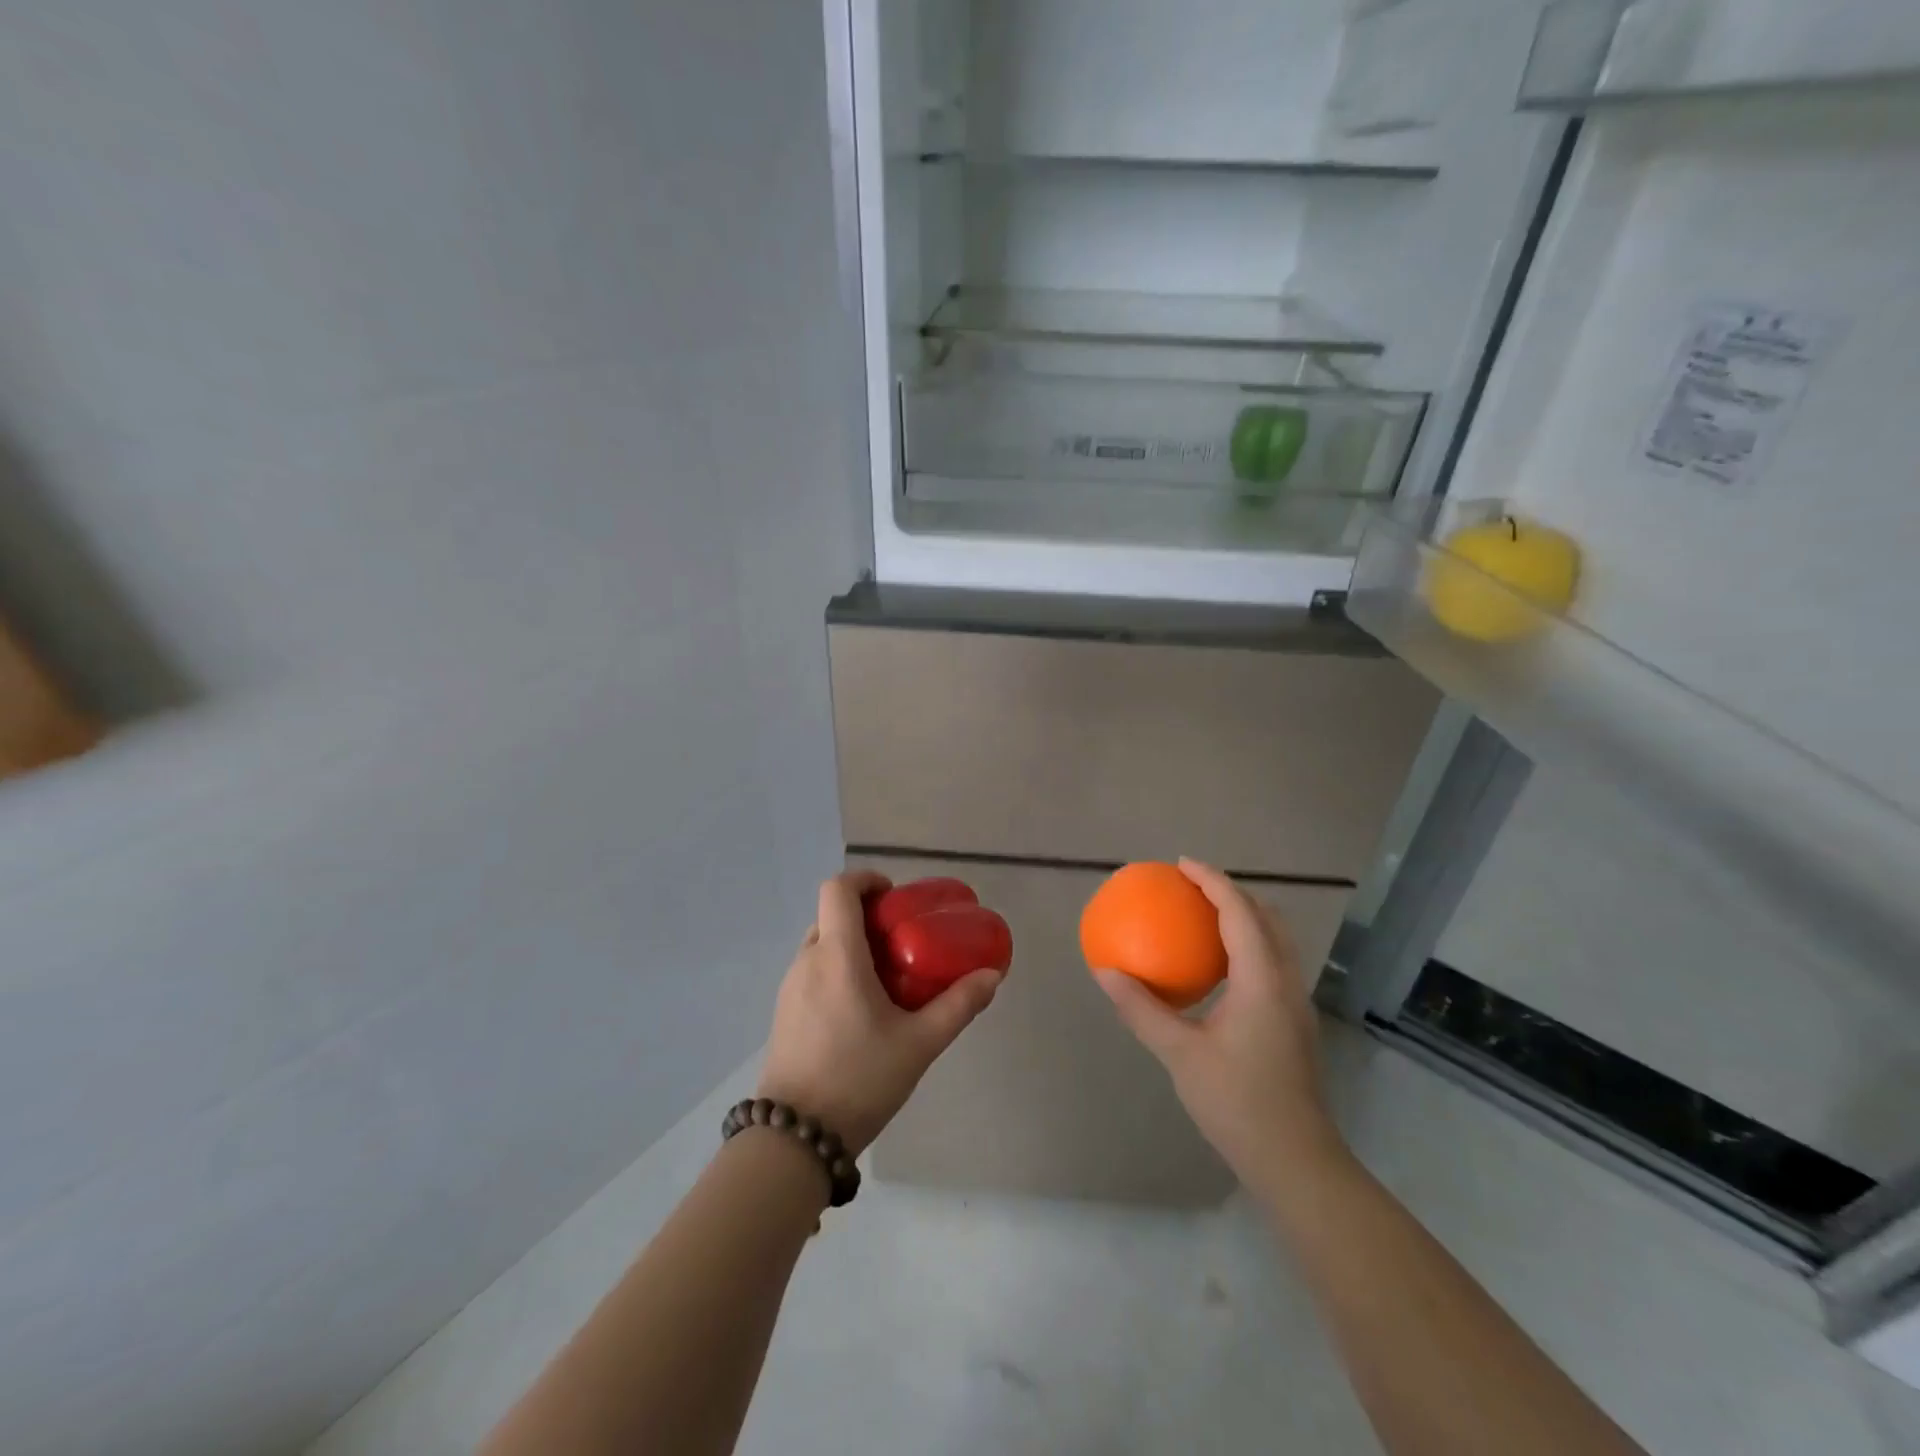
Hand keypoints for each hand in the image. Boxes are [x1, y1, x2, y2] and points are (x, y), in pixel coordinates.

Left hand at [756, 870, 1002, 1155]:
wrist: (794, 1139)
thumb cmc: (859, 1079)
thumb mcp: (919, 1044)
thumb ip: (958, 1006)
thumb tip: (992, 975)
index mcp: (837, 956)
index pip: (838, 889)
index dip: (866, 879)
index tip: (895, 895)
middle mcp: (807, 961)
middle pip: (832, 915)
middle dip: (867, 916)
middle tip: (902, 938)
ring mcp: (790, 988)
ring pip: (822, 945)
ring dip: (852, 945)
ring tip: (887, 976)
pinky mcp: (784, 1013)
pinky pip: (813, 971)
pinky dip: (837, 969)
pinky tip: (862, 1009)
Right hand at [1095, 858, 1346, 1194]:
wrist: (1296, 1161)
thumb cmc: (1237, 1102)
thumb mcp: (1179, 1054)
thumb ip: (1141, 1009)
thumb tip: (1105, 971)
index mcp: (1261, 979)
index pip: (1239, 911)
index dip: (1212, 880)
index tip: (1181, 864)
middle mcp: (1285, 980)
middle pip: (1266, 916)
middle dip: (1232, 892)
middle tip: (1192, 887)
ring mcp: (1296, 1002)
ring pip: (1276, 939)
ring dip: (1244, 917)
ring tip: (1204, 917)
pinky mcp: (1295, 1021)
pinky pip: (1273, 961)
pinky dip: (1248, 944)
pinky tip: (1218, 968)